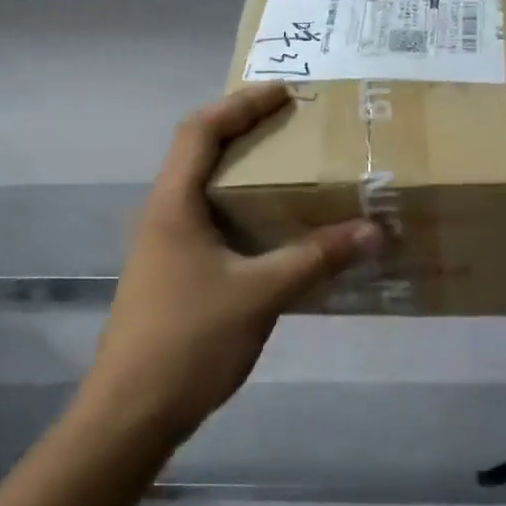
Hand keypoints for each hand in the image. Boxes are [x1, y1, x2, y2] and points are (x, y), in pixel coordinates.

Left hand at [81, 85, 381, 445]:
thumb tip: (374, 229)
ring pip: (204, 191)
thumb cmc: (189, 342)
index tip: (285, 92)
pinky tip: (275, 233)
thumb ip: (316, 258)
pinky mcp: (172, 275)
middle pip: (199, 153)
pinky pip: (210, 224)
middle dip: (245, 130)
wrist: (130, 413)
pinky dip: (242, 212)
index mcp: (173, 204)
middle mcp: (162, 215)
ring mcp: (163, 247)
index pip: (200, 130)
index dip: (241, 104)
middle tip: (295, 126)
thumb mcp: (260, 294)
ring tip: (292, 171)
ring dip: (243, 173)